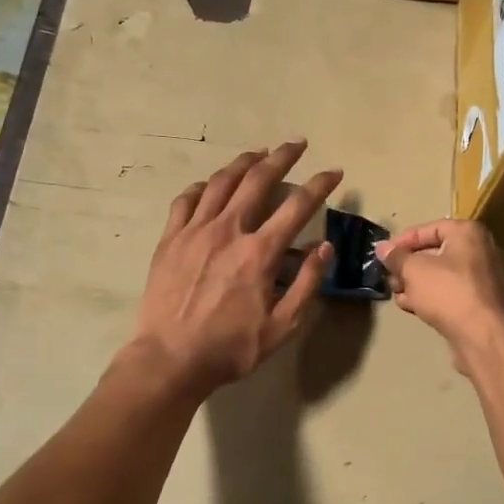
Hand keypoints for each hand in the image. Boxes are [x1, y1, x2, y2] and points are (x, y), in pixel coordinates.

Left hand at [129, 142, 341, 397]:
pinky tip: (211, 184)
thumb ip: (306, 284)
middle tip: (296, 144)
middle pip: (258, 180)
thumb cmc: (229, 348)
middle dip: (281, 157)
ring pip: (221, 182)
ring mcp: (194, 231)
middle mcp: (228, 231)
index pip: (297, 206)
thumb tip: (324, 247)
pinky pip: (186, 200)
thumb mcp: (281, 327)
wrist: (169, 359)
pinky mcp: (170, 239)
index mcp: (259, 253)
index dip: (320, 184)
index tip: (334, 172)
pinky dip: (203, 186)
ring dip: (243, 163)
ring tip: (258, 153)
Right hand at [377, 219, 503, 365]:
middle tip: (390, 277)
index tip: (385, 254)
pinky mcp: (485, 303)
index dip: (404, 240)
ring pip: (444, 275)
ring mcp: (487, 278)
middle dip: (409, 265)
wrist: (484, 336)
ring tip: (398, 294)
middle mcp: (483, 250)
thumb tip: (382, 248)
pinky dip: (434, 296)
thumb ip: (396, 257)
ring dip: (418, 283)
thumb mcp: (413, 270)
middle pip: (437, 252)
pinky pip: (454, 292)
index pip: (430, 228)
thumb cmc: (448, 292)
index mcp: (469, 233)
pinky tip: (414, 307)